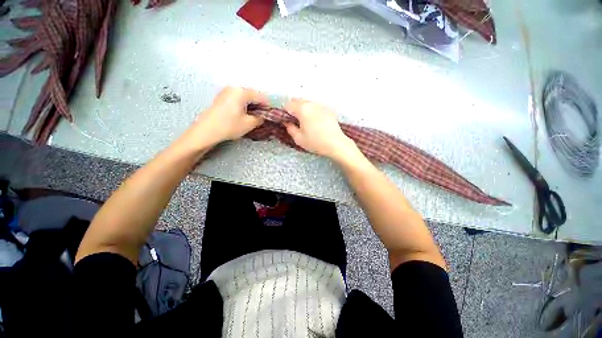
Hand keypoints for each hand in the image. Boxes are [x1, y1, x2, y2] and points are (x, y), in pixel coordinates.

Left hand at [183, 87, 267, 147]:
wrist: (206, 130)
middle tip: (262, 118)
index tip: (271, 116)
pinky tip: (243, 115)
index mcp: (242, 92)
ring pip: (245, 97)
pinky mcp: (221, 97)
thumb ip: (260, 118)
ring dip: (251, 106)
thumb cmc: (229, 126)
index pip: (261, 97)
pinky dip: (243, 106)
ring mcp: (226, 91)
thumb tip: (263, 116)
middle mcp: (234, 88)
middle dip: (259, 106)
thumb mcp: (249, 124)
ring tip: (253, 117)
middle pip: (253, 95)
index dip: (268, 107)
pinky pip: (237, 99)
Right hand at [284, 99, 360, 161]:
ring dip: (302, 108)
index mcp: (302, 109)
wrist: (336, 144)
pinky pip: (315, 106)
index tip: (286, 120)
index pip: (288, 105)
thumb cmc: (316, 142)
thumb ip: (290, 129)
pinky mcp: (328, 109)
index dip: (284, 112)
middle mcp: (311, 104)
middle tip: (294, 121)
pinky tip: (314, 121)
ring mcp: (321, 105)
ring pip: (307, 102)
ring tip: (304, 121)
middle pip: (297, 101)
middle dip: (293, 108)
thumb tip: (287, 122)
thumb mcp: (299, 139)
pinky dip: (311, 110)